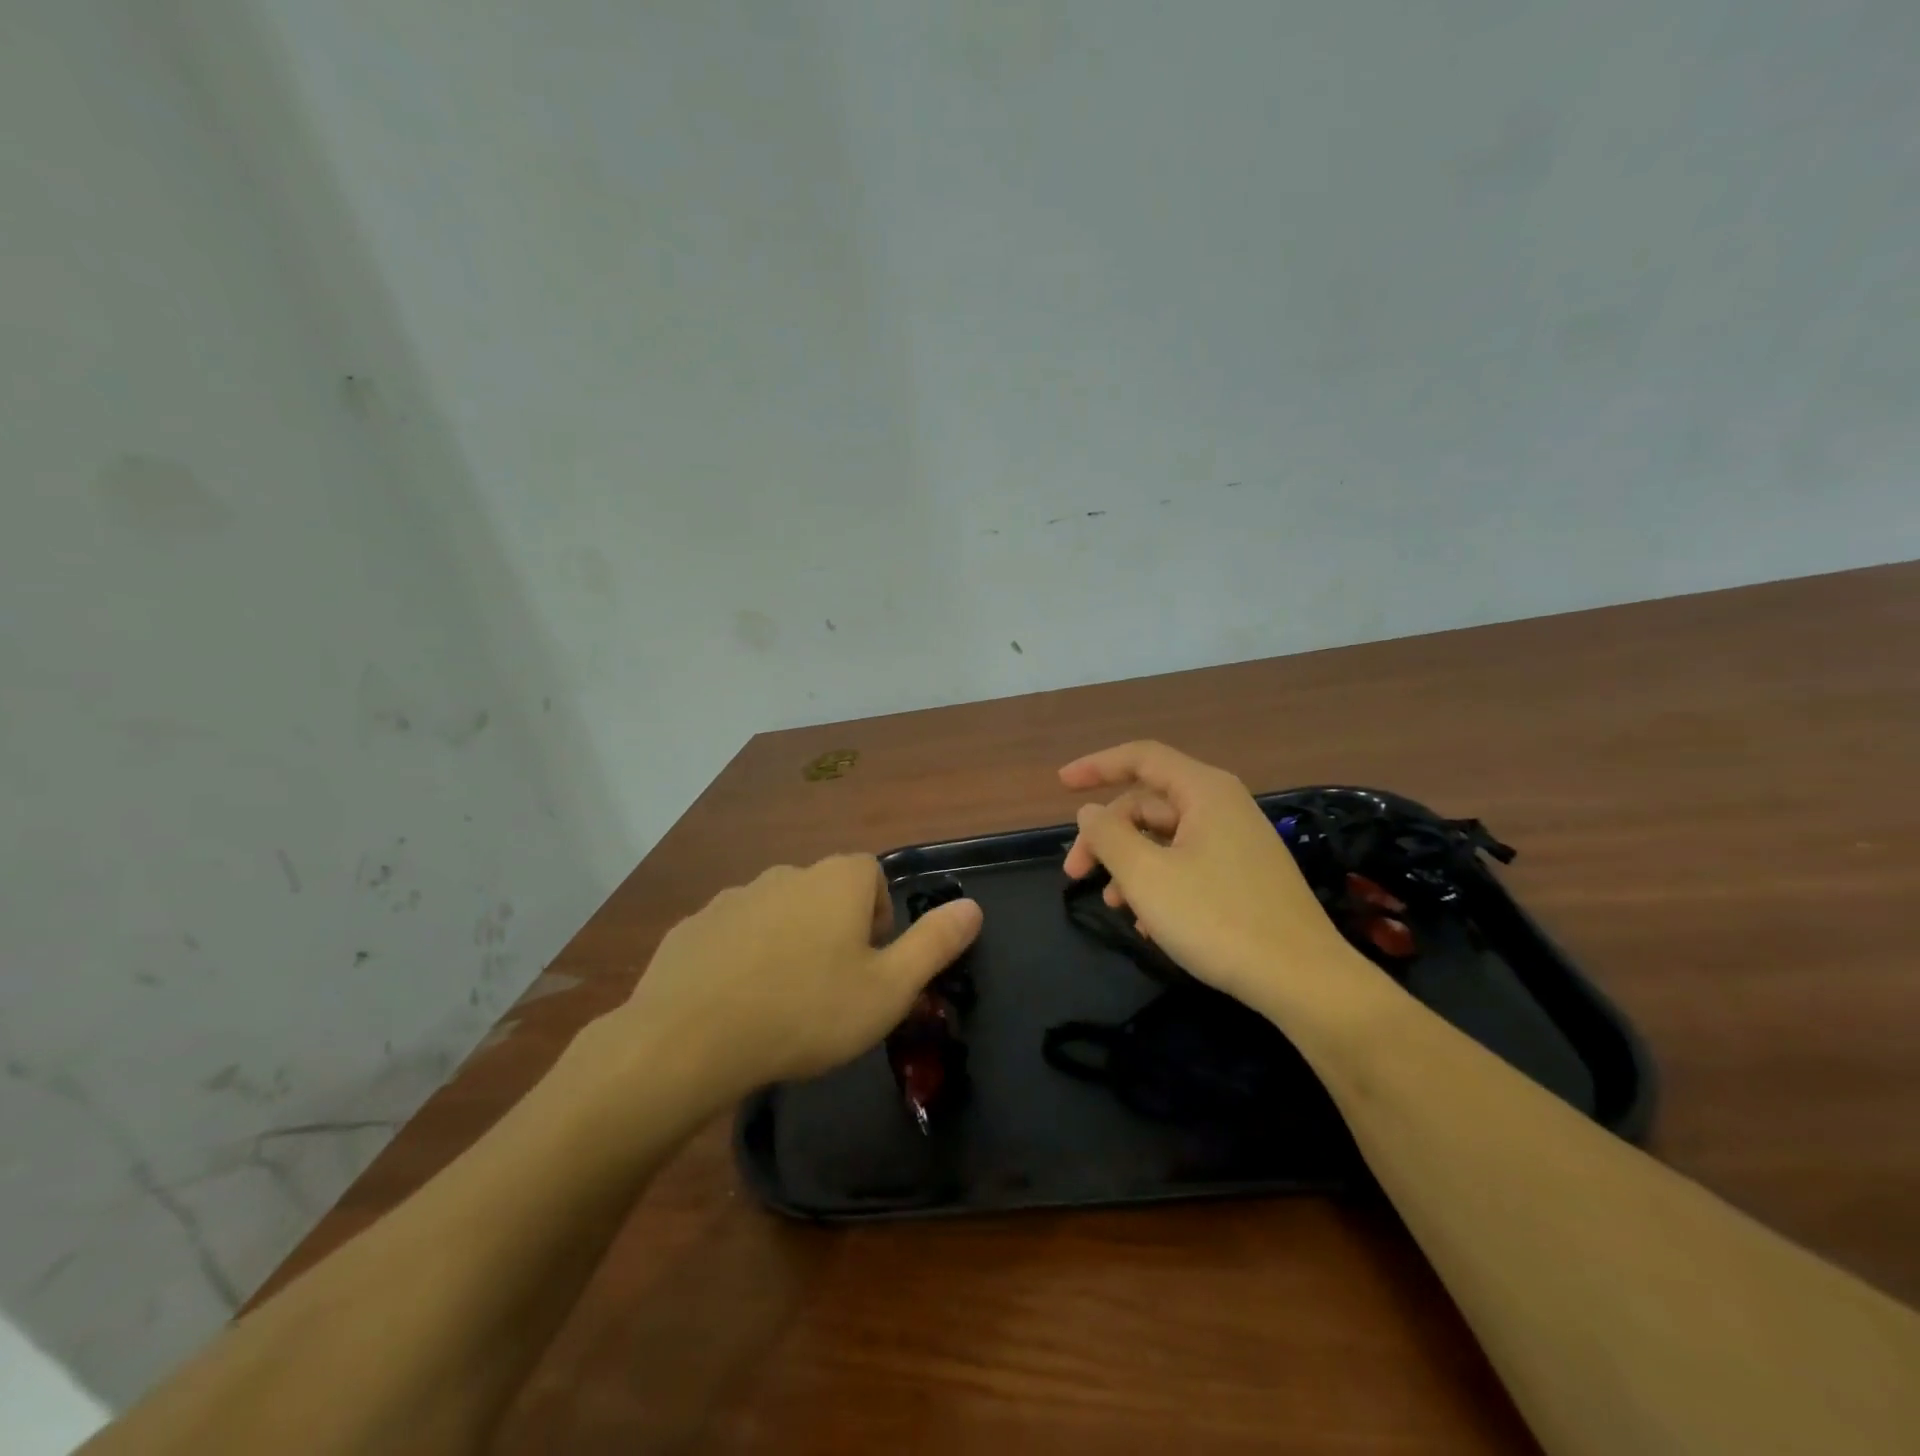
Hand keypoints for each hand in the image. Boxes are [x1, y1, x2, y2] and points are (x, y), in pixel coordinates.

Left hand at [610, 855, 982, 1104]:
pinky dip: (742, 958)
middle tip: (831, 990)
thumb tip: (973, 907)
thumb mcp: (889, 989)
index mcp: (837, 881)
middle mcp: (787, 874)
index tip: (870, 964)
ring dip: (787, 943)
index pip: (871, 875)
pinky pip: (733, 935)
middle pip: (825, 892)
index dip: (878, 916)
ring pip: (777, 913)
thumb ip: (935, 943)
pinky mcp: (694, 925)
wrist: (690, 1039)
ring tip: (782, 1002)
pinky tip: (736, 1005)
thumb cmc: (807, 1011)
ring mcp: (734, 897)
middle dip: (834, 931)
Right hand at [1061, 741, 1371, 1017]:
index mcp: (1204, 791)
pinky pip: (1188, 864)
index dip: (1096, 766)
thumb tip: (1090, 812)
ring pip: (1165, 838)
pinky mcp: (1245, 876)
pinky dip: (1159, 883)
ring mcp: (1237, 842)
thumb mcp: (1147, 876)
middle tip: (1074, 873)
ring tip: (1112, 905)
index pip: (1141, 758)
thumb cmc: (1217, 919)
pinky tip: (1148, 924)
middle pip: (1148, 803)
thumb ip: (1109, 836)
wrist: (1303, 981)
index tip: (1061, 784)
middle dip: (1107, 835)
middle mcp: (1223, 806)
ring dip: (1130, 865)